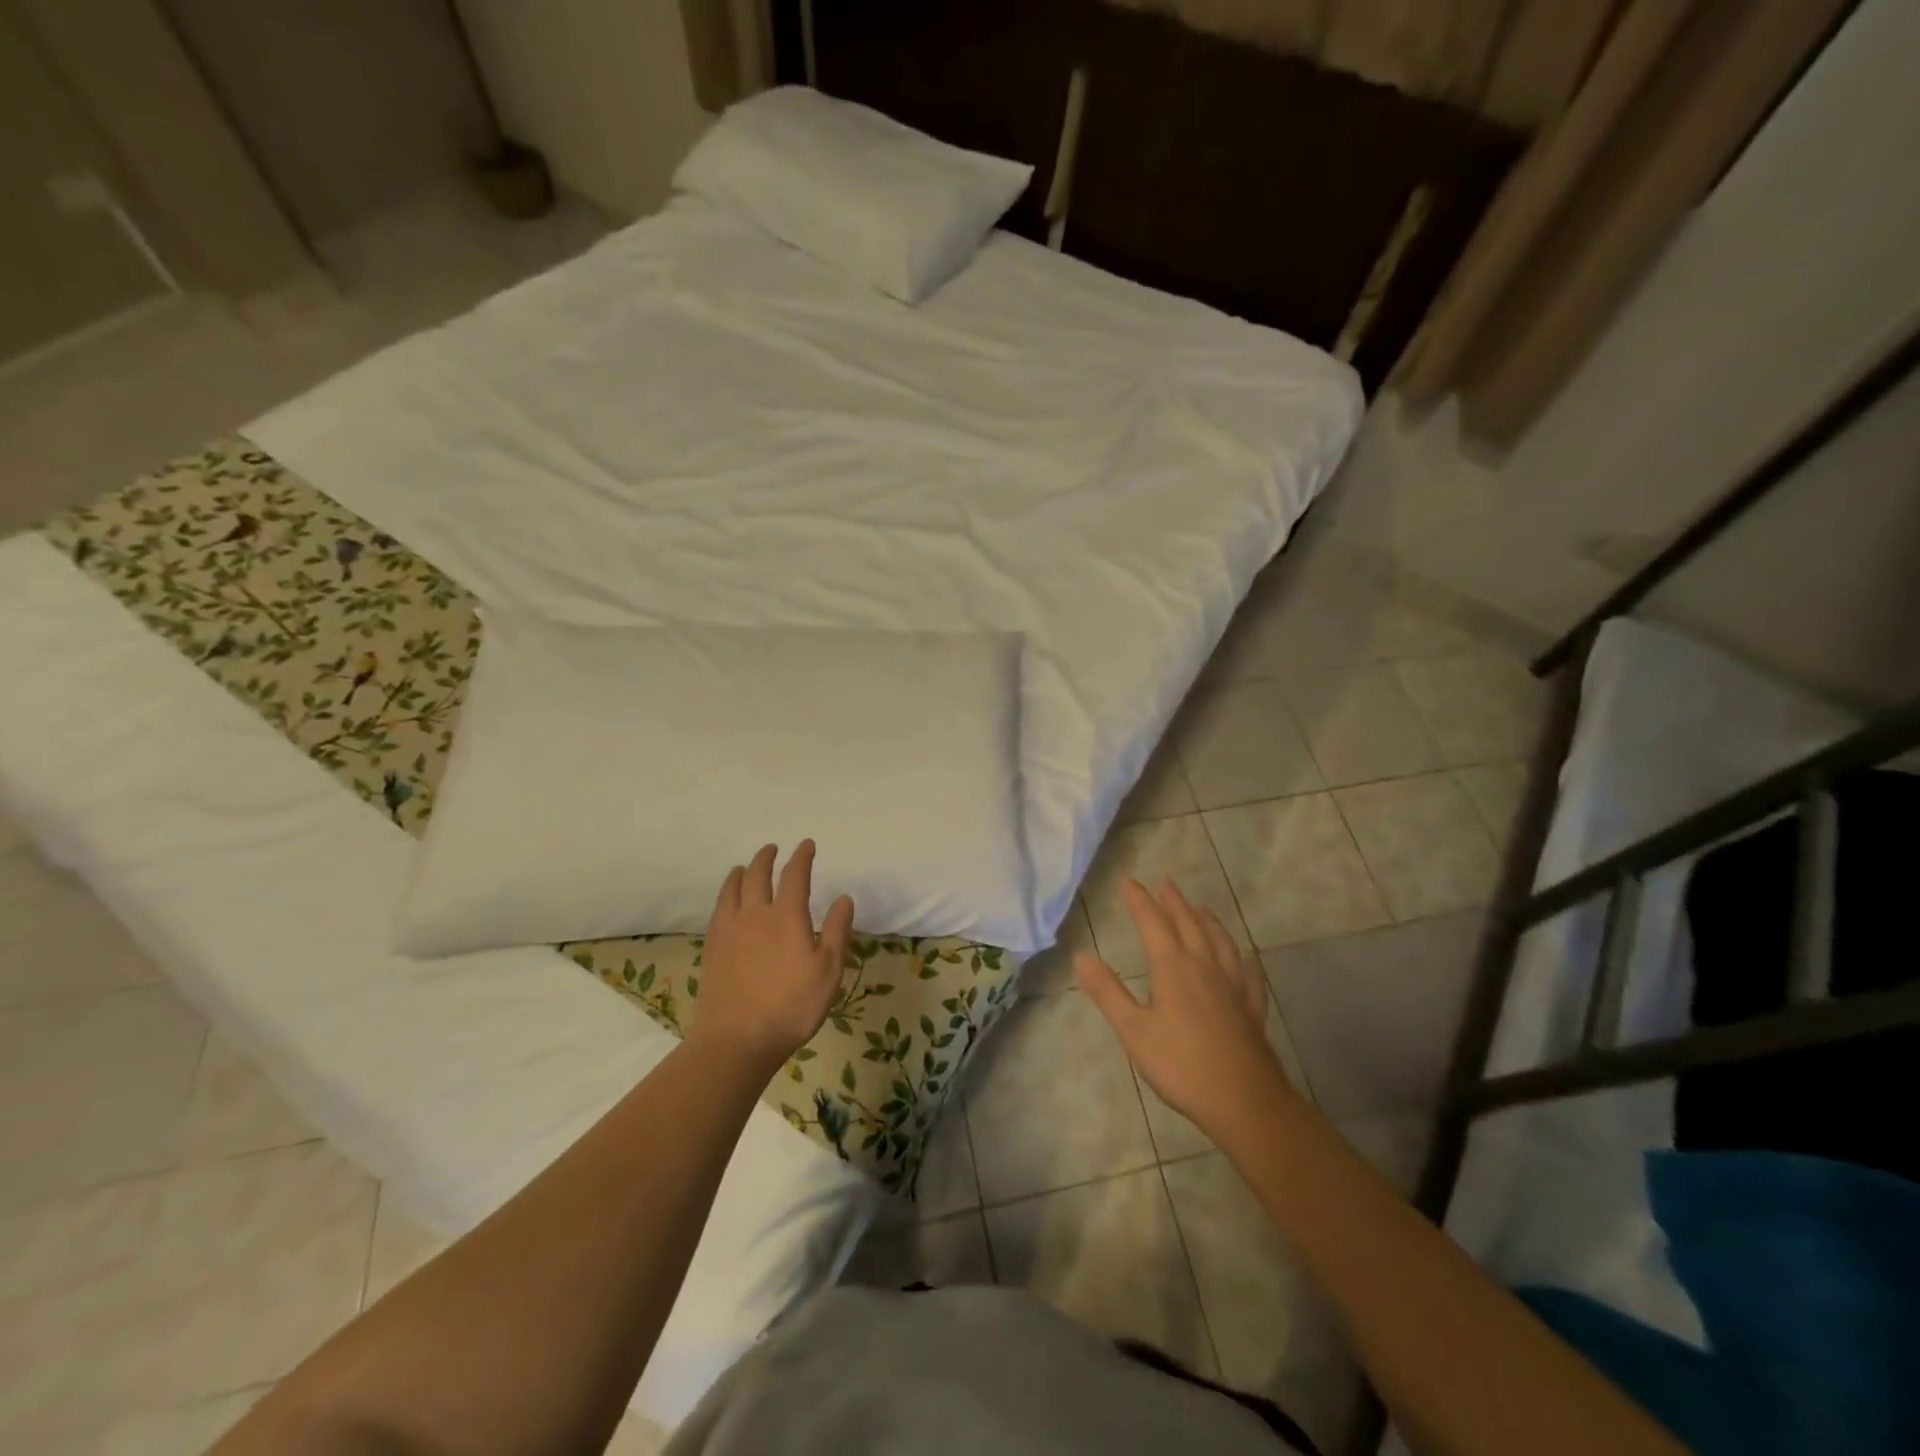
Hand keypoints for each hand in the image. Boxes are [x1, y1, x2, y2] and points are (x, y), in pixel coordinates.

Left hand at [692, 841, 854, 1072]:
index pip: (795, 876)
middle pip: (758, 876)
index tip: (806, 845)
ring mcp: (729, 930)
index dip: (802, 858)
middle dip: (767, 858)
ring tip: (744, 867)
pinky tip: (727, 902)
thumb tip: (844, 898)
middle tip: (772, 848)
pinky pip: (718, 909)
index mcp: (787, 917)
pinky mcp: (713, 948)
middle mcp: (755, 915)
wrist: (737, 1039)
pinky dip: (725, 895)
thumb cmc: (792, 1006)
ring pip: (733, 889)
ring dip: (741, 872)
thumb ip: (836, 931)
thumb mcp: (828, 970)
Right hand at [1077, 877, 1293, 1143]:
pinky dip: (1241, 957)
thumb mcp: (1133, 1031)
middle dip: (1174, 902)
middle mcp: (1205, 966)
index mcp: (1173, 967)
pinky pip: (1248, 971)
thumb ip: (1108, 992)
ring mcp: (1233, 985)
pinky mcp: (1252, 1007)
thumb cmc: (1181, 1065)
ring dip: (1207, 920)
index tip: (1128, 881)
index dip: (1139, 900)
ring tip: (1200, 908)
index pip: (1153, 923)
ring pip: (1220, 941)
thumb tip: (1081, 956)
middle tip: (1165, 882)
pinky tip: (1242, 958)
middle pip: (1188, 924)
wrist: (1244, 1101)